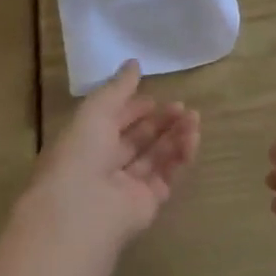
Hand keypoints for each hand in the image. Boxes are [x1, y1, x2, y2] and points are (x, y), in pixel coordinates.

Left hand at [21, 61, 199, 252]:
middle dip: (159, 121)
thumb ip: (118, 88)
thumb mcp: (96, 110)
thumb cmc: (80, 153)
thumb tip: (134, 63)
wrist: (82, 212)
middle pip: (138, 139)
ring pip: (155, 157)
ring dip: (175, 136)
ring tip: (194, 118)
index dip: (133, 108)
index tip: (154, 97)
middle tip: (182, 106)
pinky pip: (167, 176)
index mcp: (85, 143)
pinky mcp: (147, 204)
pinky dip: (181, 157)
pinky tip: (193, 137)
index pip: (113, 122)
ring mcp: (126, 187)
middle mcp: (104, 165)